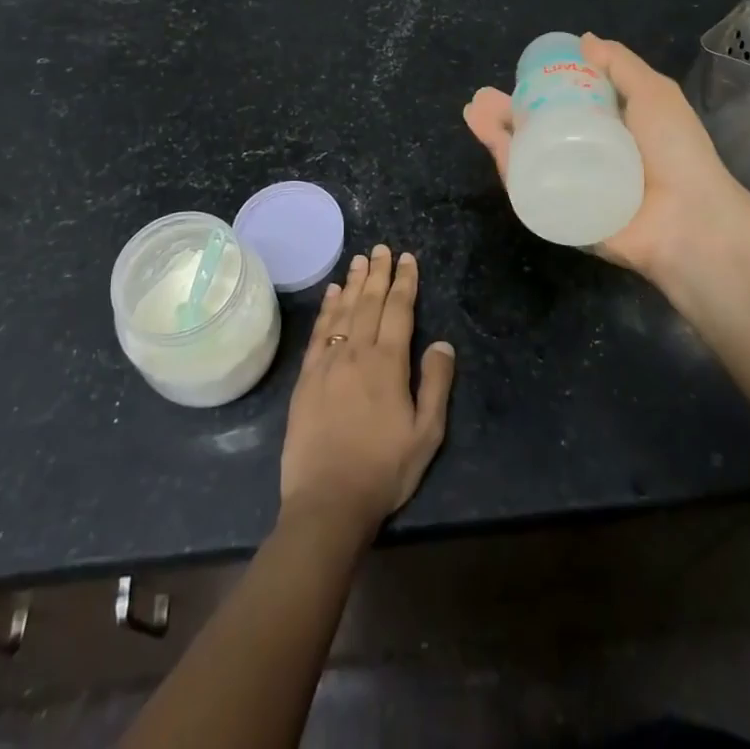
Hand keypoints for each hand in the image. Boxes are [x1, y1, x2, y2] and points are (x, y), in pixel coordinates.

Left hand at [280, 245, 456, 534]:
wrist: (327, 500)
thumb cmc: (384, 470)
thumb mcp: (426, 434)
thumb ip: (435, 385)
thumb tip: (442, 344)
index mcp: (388, 364)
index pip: (398, 311)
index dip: (404, 282)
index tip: (407, 259)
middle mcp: (357, 352)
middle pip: (369, 302)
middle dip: (378, 273)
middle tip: (382, 248)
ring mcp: (328, 362)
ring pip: (343, 311)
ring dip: (353, 282)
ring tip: (360, 259)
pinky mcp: (307, 377)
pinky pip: (319, 332)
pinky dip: (327, 309)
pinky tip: (331, 294)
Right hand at [463, 33, 749, 290]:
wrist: (687, 219)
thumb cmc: (675, 151)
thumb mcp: (653, 93)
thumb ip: (621, 65)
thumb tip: (585, 39)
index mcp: (606, 130)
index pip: (562, 108)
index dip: (536, 91)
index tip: (518, 76)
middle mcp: (583, 158)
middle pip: (534, 133)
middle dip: (504, 115)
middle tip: (481, 99)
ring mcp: (568, 188)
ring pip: (524, 159)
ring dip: (495, 135)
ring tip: (474, 112)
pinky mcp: (559, 216)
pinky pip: (527, 189)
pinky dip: (507, 165)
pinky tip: (491, 140)